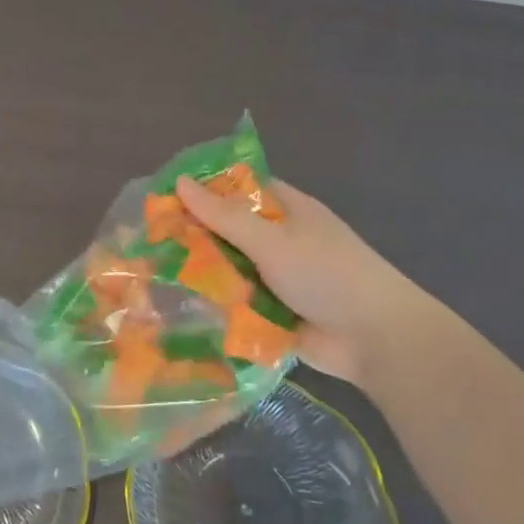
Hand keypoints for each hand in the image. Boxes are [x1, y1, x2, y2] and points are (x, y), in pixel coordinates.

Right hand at [177, 174, 448, 391]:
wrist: (375, 341)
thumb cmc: (328, 275)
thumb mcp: (272, 239)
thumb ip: (223, 215)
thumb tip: (180, 181)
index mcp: (286, 210)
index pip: (238, 189)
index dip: (203, 189)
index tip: (163, 196)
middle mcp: (279, 240)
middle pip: (227, 230)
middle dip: (193, 235)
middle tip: (147, 238)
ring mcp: (274, 278)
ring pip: (227, 268)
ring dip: (200, 272)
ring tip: (150, 273)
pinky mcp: (270, 313)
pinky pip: (233, 302)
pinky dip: (212, 304)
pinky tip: (173, 305)